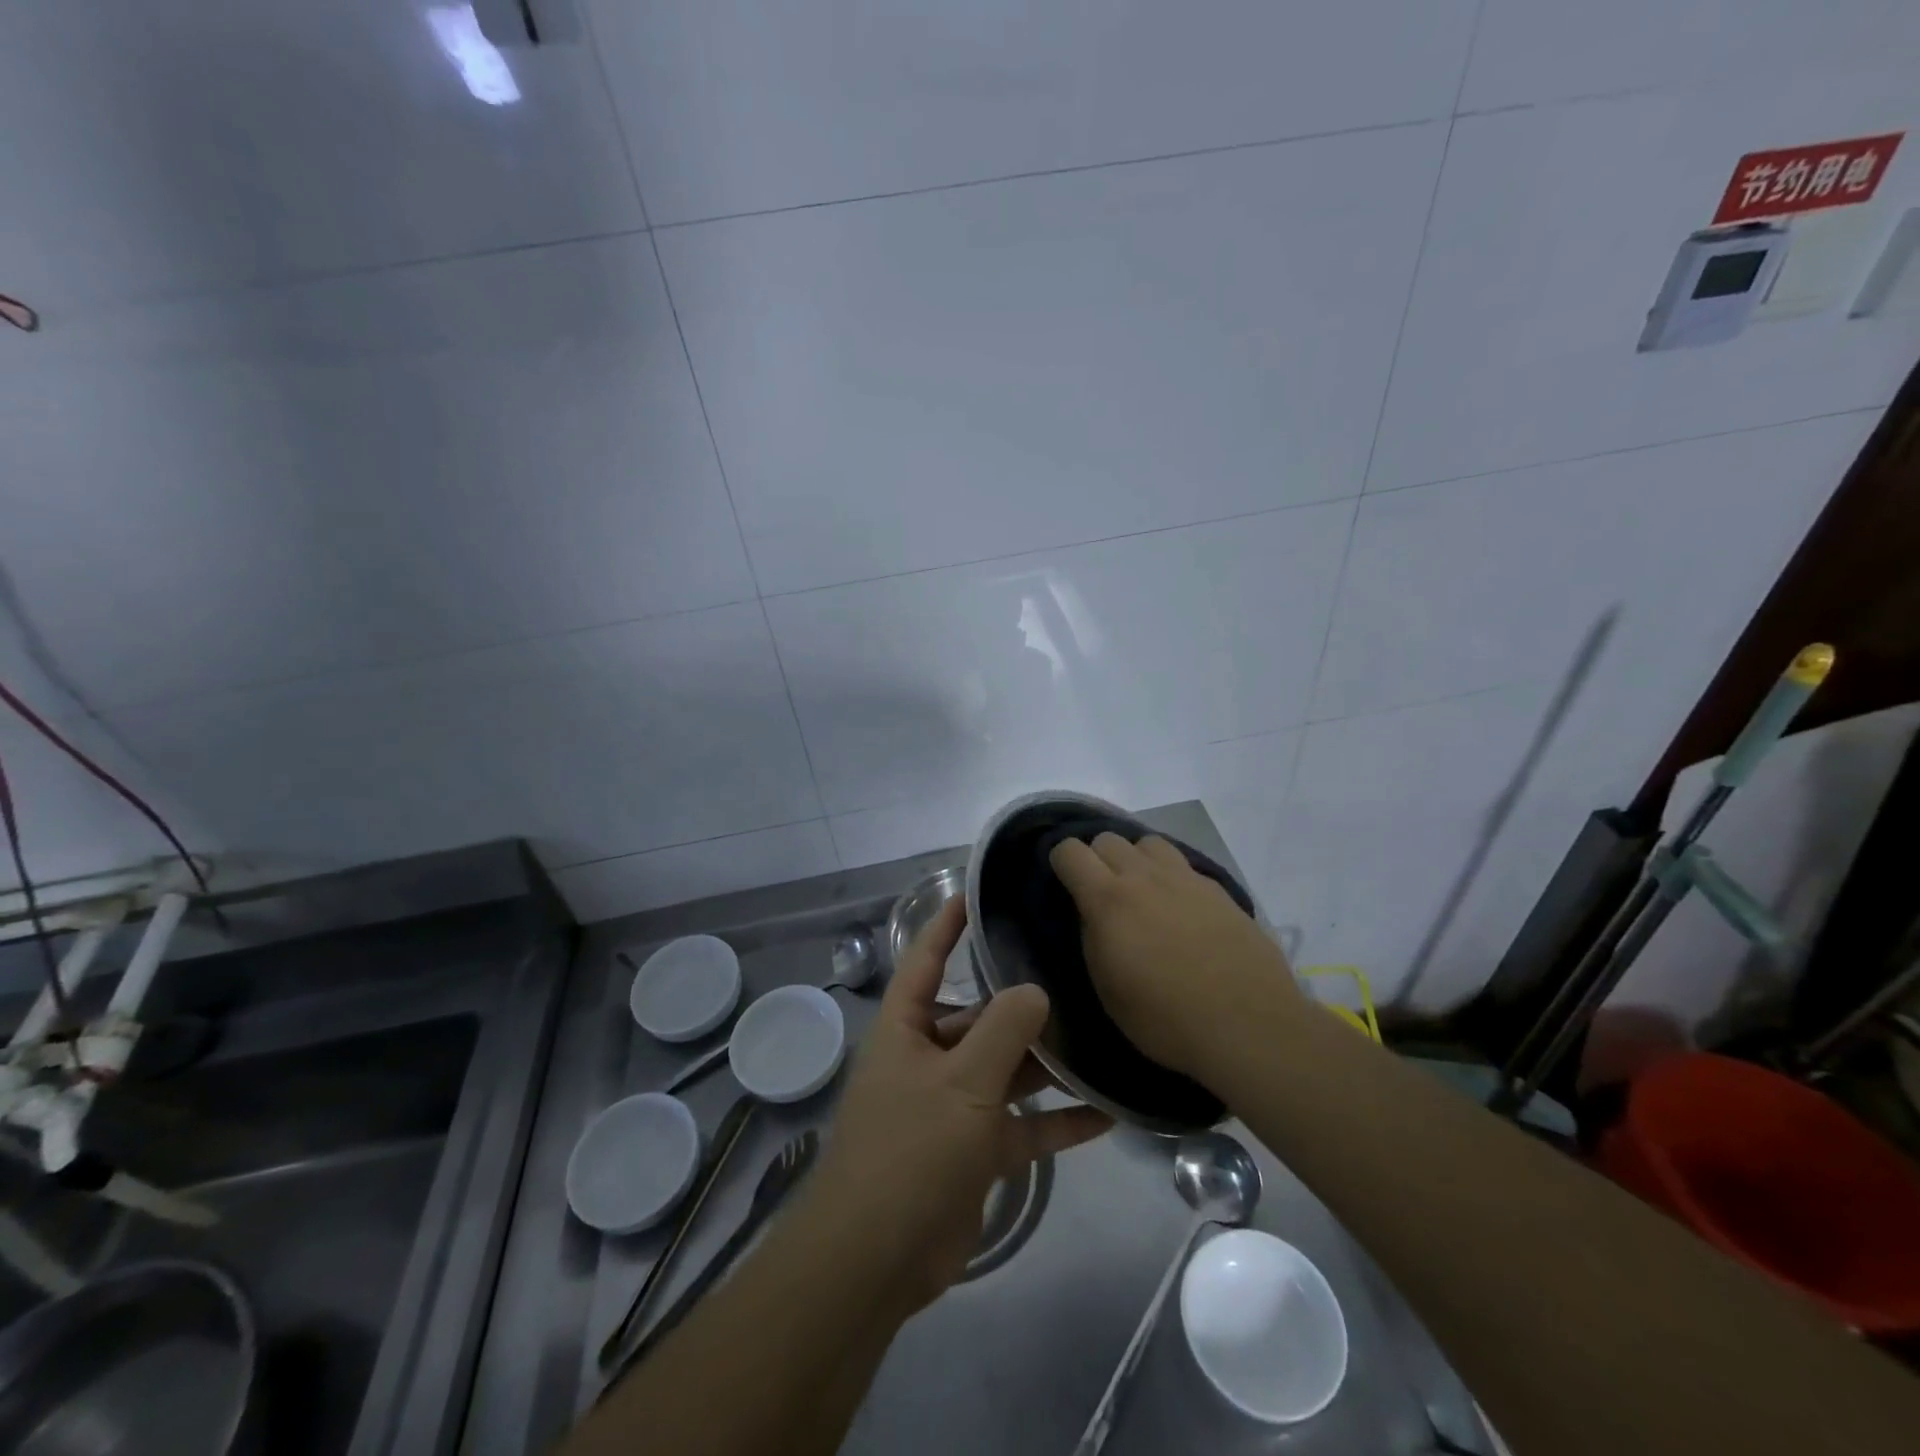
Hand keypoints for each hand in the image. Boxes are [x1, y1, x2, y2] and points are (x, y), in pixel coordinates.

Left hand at [805, 897, 1110, 1315]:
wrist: (877, 1259)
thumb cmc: (910, 1149)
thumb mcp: (961, 1082)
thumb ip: (1002, 1031)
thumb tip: (1035, 989)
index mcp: (907, 1029)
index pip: (926, 960)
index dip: (946, 925)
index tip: (976, 893)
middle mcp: (929, 1058)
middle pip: (979, 1018)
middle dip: (1021, 1004)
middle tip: (1074, 976)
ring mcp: (954, 1107)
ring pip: (1007, 1072)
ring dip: (1047, 1064)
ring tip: (1101, 1038)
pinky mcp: (976, 1151)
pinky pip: (1023, 1126)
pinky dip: (1058, 1121)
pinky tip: (1107, 1113)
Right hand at [1048, 832, 1303, 1078]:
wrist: (1249, 1025)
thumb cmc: (1166, 1019)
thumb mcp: (1108, 989)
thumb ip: (1093, 939)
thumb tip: (1092, 915)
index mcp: (1108, 900)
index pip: (1070, 851)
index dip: (1060, 862)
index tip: (1063, 884)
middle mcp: (1144, 877)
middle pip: (1108, 838)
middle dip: (1096, 858)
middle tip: (1101, 893)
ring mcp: (1185, 878)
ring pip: (1148, 842)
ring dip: (1136, 859)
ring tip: (1141, 891)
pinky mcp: (1218, 889)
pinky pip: (1182, 865)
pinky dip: (1170, 877)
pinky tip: (1180, 909)